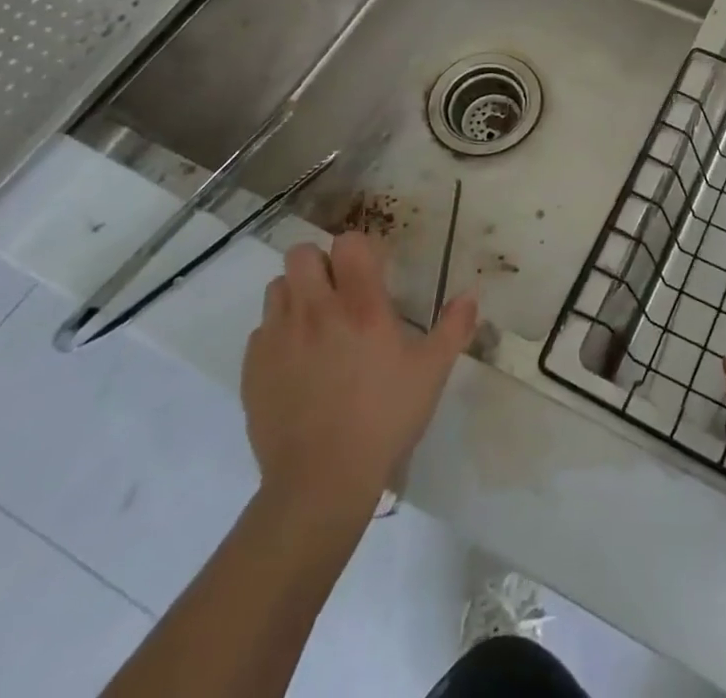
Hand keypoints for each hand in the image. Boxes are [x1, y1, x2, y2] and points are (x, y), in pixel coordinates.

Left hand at [241, 234, 477, 511]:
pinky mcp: (254, 368)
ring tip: (315, 324)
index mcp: (361, 306)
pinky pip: (261, 330)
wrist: (320, 482)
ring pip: (277, 287)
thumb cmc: (384, 419)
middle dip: (321, 264)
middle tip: (339, 292)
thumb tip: (472, 294)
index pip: (348, 243)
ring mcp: (279, 338)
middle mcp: (316, 311)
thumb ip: (454, 328)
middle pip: (302, 254)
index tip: (372, 271)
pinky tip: (296, 362)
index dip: (359, 250)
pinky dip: (278, 334)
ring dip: (296, 295)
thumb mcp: (431, 373)